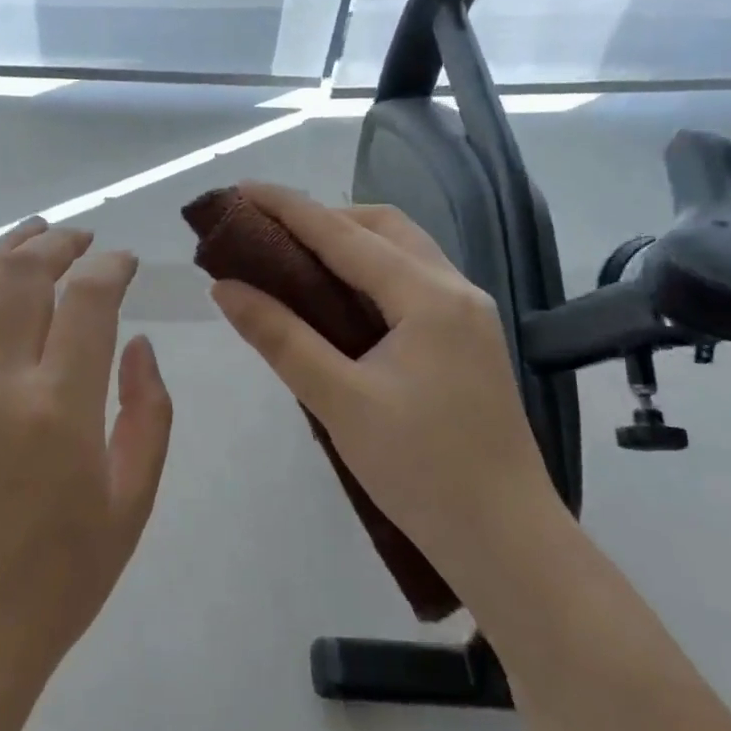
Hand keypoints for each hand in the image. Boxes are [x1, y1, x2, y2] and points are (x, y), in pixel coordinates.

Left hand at [0, 219, 173, 691]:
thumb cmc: (59, 579)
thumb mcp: (131, 503)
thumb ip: (147, 414)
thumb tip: (138, 347)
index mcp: (59, 407)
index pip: (87, 301)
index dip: (111, 268)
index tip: (126, 263)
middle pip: (22, 275)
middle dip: (58, 243)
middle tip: (83, 239)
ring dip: (2, 250)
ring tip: (31, 235)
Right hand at [209, 183, 558, 590]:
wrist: (506, 539)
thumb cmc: (421, 470)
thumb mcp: (339, 401)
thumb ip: (280, 337)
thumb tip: (225, 288)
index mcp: (428, 297)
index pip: (344, 234)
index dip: (288, 208)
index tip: (241, 191)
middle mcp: (455, 290)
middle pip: (383, 226)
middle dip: (323, 217)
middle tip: (268, 233)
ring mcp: (468, 314)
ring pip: (402, 251)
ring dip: (349, 242)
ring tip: (295, 259)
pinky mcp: (467, 339)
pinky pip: (412, 281)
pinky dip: (369, 272)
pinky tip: (338, 298)